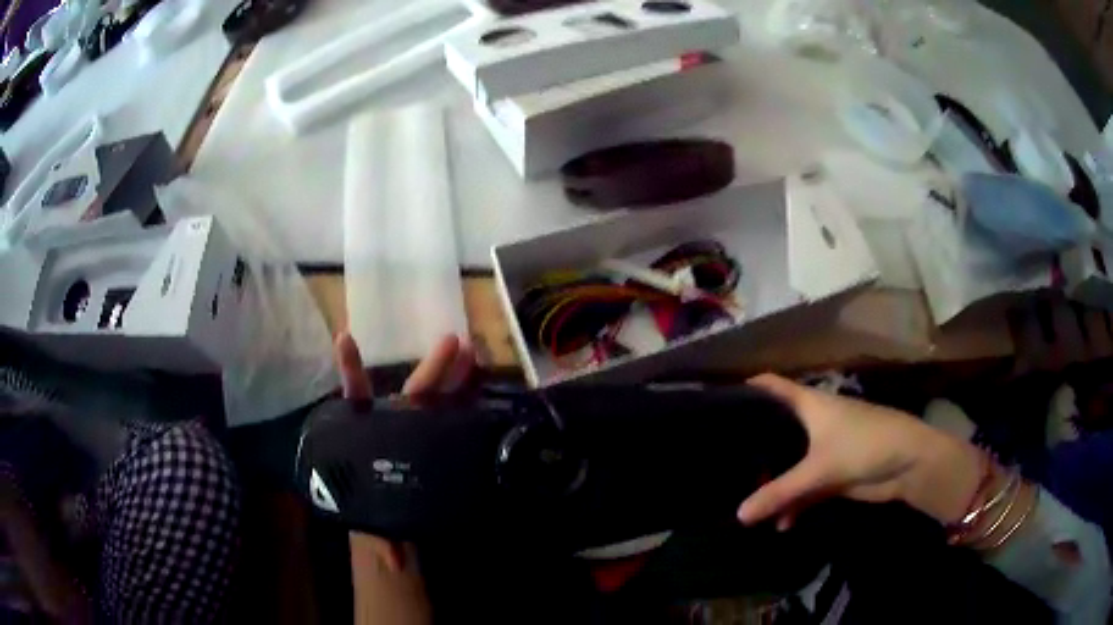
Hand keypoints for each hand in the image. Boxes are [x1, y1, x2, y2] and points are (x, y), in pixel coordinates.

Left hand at [334, 331, 474, 624]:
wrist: (403, 572)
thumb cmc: (382, 553)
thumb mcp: (379, 548)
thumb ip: (382, 545)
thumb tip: (393, 552)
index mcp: (365, 458)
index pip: (355, 410)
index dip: (352, 376)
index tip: (348, 340)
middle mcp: (389, 448)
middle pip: (406, 403)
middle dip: (429, 372)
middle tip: (457, 344)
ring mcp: (414, 456)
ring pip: (432, 413)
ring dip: (452, 385)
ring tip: (475, 358)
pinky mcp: (437, 468)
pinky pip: (450, 434)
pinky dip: (465, 413)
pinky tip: (483, 397)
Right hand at [737, 374, 981, 529]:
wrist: (908, 463)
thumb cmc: (865, 445)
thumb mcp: (820, 468)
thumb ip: (780, 492)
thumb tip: (738, 515)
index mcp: (809, 405)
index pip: (771, 387)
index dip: (746, 390)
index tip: (714, 404)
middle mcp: (812, 422)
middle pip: (776, 429)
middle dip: (753, 447)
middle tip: (720, 463)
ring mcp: (822, 449)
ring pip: (789, 463)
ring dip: (772, 483)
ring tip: (743, 500)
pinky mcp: (832, 474)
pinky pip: (804, 488)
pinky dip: (793, 504)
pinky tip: (781, 524)